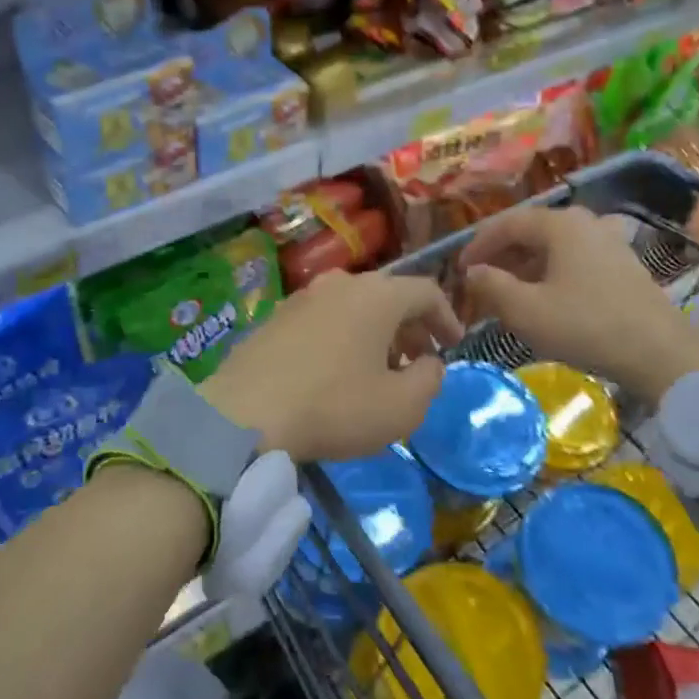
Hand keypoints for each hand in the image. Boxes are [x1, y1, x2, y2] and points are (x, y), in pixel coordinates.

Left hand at [201, 270, 463, 462]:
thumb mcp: (402, 407)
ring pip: (353, 307)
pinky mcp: (273, 318)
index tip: (454, 345)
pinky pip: (322, 320)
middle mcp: (339, 284)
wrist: (244, 414)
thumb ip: (430, 379)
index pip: (426, 291)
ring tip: (379, 370)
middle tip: (419, 361)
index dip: (447, 317)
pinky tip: (336, 372)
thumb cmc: (334, 407)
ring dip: (375, 333)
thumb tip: (430, 362)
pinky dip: (342, 338)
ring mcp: (301, 298)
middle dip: (410, 327)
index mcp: (377, 295)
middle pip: (388, 296)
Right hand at [458, 206, 698, 403]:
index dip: (478, 245)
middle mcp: (585, 223)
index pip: (506, 224)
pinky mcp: (622, 265)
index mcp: (560, 224)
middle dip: (500, 256)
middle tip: (480, 281)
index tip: (459, 270)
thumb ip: (491, 286)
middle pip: (531, 232)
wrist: (658, 353)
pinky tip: (543, 298)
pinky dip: (549, 273)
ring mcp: (608, 242)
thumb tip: (472, 273)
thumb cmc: (585, 326)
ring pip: (552, 247)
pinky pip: (573, 260)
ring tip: (506, 293)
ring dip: (524, 266)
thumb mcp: (525, 310)